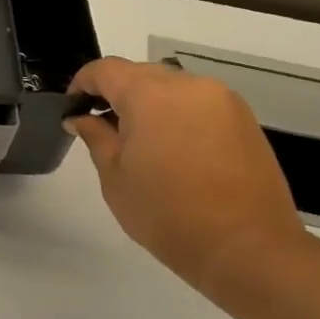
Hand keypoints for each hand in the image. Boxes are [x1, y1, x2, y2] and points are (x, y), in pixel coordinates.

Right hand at [66, 58, 311, 289]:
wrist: (247, 248)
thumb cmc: (167, 214)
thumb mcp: (115, 178)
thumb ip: (96, 137)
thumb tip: (81, 117)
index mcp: (150, 95)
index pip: (106, 69)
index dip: (82, 82)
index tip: (73, 108)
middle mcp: (188, 85)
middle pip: (140, 74)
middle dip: (117, 93)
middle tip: (104, 129)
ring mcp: (222, 100)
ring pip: (172, 87)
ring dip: (150, 104)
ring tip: (142, 143)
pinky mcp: (244, 119)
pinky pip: (199, 103)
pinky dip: (179, 115)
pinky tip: (175, 150)